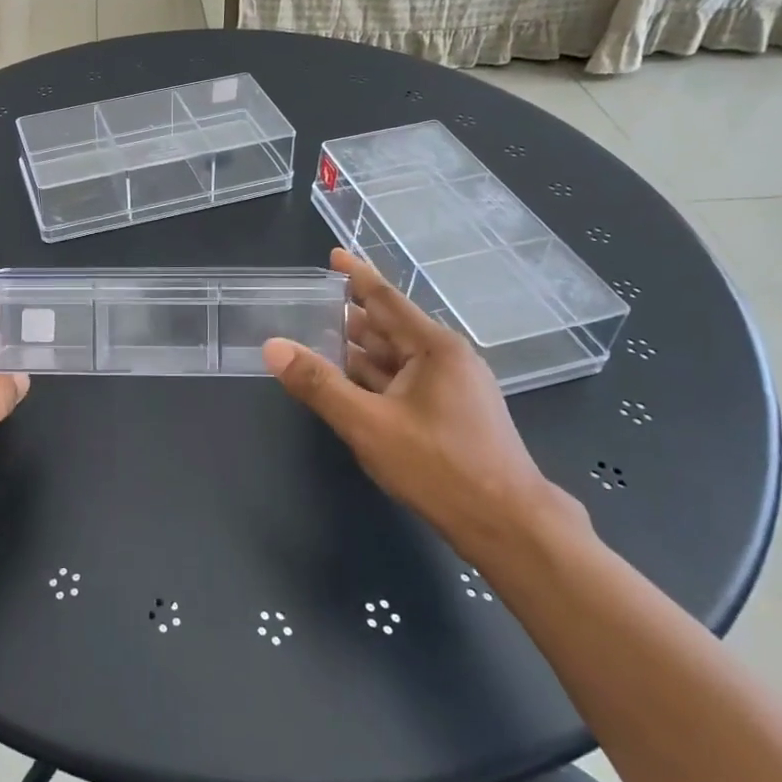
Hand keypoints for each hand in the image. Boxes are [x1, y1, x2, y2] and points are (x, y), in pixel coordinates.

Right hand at [262, 249, 564, 557]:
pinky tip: (350, 384)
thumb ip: (318, 384)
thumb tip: (273, 347)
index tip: (334, 255)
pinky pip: (404, 381)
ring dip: (360, 350)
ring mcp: (453, 388)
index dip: (357, 276)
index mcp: (434, 348)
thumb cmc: (439, 467)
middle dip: (351, 317)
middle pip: (390, 328)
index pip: (386, 300)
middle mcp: (447, 360)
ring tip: (320, 340)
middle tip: (311, 304)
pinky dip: (374, 377)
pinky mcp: (453, 415)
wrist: (508, 526)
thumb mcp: (367, 424)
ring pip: (396, 358)